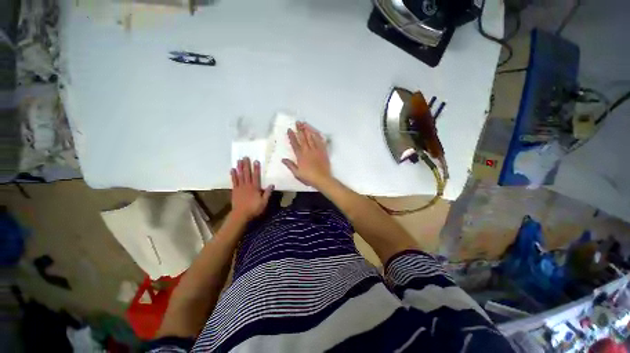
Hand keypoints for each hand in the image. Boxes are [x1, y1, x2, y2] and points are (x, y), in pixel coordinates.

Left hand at [230, 157, 273, 221]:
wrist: (240, 215)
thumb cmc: (254, 209)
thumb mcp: (264, 202)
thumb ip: (267, 193)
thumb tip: (272, 184)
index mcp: (255, 188)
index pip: (256, 176)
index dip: (256, 168)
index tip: (256, 161)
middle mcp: (247, 185)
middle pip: (247, 173)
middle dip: (246, 165)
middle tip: (245, 157)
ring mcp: (240, 187)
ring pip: (240, 175)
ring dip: (239, 167)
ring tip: (239, 160)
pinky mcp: (235, 190)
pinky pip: (234, 181)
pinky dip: (233, 175)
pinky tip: (232, 170)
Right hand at [282, 121, 331, 187]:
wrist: (322, 179)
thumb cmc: (309, 177)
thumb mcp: (297, 173)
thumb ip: (290, 165)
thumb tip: (283, 159)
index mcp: (301, 156)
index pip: (295, 143)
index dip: (292, 136)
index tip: (289, 129)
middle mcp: (308, 150)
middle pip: (303, 138)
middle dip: (300, 129)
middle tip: (297, 122)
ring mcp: (316, 150)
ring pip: (312, 137)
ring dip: (308, 130)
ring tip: (305, 124)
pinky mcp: (323, 151)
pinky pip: (320, 141)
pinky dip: (318, 135)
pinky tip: (316, 131)